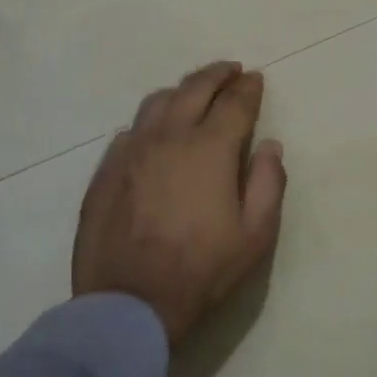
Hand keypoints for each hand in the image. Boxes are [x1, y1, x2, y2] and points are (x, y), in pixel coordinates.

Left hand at [72, 61, 285, 346]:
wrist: (128, 306)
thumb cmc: (202, 271)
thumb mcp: (256, 235)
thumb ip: (270, 182)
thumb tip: (270, 146)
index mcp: (210, 148)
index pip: (235, 102)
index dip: (249, 88)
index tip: (256, 79)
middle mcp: (169, 137)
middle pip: (194, 88)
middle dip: (217, 74)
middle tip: (231, 70)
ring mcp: (132, 151)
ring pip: (157, 102)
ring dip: (182, 90)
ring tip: (194, 94)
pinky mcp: (106, 171)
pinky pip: (130, 130)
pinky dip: (150, 122)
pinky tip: (155, 132)